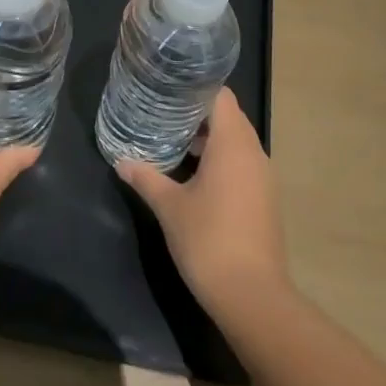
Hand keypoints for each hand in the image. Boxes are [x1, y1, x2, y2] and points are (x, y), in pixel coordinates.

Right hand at [116, 88, 288, 315]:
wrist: (252, 297)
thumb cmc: (208, 240)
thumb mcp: (169, 206)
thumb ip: (146, 177)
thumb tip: (121, 161)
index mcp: (233, 143)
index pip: (220, 95)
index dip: (195, 88)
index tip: (169, 89)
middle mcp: (253, 152)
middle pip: (229, 116)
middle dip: (197, 114)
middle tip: (164, 113)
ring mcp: (263, 177)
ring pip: (236, 142)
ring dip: (209, 139)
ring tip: (174, 142)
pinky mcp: (265, 199)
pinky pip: (242, 164)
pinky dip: (221, 161)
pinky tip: (194, 176)